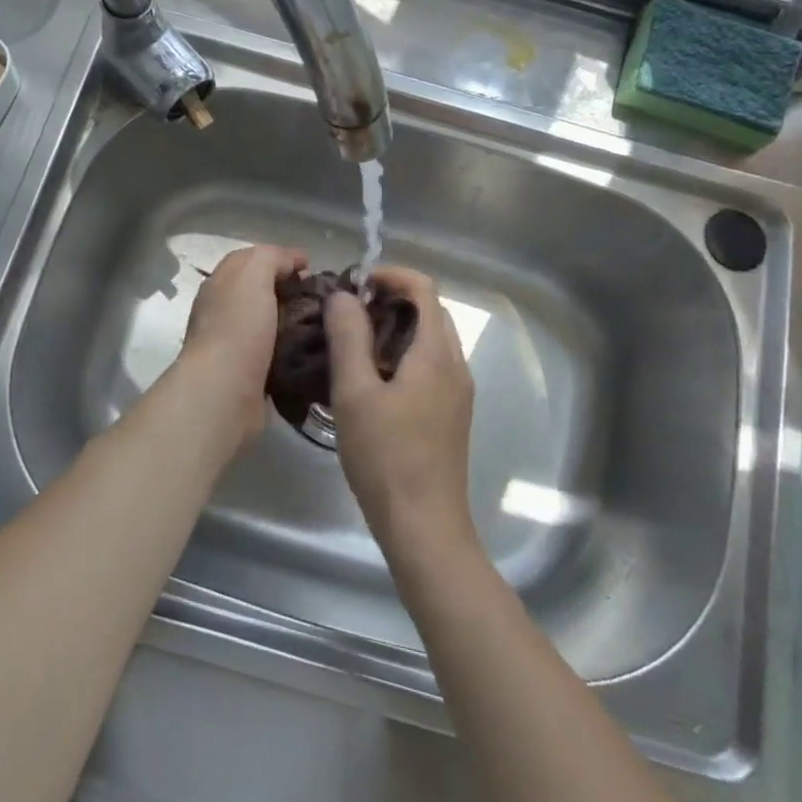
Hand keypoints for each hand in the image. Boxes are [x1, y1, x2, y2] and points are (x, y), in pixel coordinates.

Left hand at [172, 243, 306, 442]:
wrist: (223, 392)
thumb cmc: (237, 327)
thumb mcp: (253, 274)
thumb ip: (272, 258)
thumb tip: (294, 262)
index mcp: (220, 284)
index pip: (251, 260)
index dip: (282, 258)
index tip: (312, 268)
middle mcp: (223, 311)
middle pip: (262, 291)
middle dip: (291, 290)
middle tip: (323, 298)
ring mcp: (234, 344)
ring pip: (271, 323)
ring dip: (295, 321)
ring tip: (326, 324)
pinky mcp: (249, 374)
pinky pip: (276, 353)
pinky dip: (293, 349)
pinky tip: (313, 350)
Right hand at [324, 267, 477, 555]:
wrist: (424, 526)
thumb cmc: (386, 457)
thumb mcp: (355, 393)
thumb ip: (348, 338)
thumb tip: (343, 295)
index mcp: (436, 354)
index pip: (424, 288)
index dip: (392, 275)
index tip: (356, 284)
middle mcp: (456, 366)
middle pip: (431, 312)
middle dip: (394, 300)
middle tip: (351, 312)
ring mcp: (458, 392)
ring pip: (432, 340)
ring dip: (399, 327)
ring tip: (357, 342)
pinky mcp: (452, 415)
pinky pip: (433, 366)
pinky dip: (406, 354)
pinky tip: (375, 379)